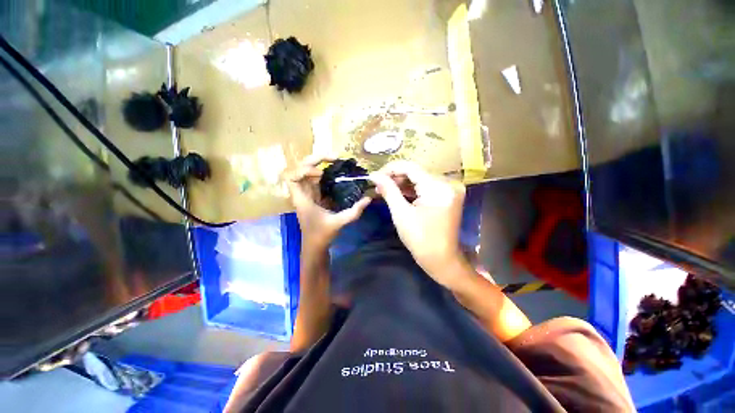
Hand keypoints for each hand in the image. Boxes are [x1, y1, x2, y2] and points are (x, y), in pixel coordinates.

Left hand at [287, 155, 370, 249]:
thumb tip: (368, 198)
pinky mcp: (314, 196)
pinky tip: (337, 172)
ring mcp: (308, 193)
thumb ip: (354, 211)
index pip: (291, 177)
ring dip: (320, 164)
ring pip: (308, 172)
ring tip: (337, 161)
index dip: (303, 170)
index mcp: (302, 199)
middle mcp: (302, 193)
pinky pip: (317, 179)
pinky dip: (325, 173)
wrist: (315, 246)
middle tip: (334, 157)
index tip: (321, 174)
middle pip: (300, 168)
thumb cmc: (321, 235)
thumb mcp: (338, 223)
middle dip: (315, 159)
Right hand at [369, 161, 467, 286]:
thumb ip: (388, 190)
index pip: (411, 167)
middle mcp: (448, 183)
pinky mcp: (446, 195)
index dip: (390, 169)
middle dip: (395, 177)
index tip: (374, 176)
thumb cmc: (420, 240)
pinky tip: (397, 193)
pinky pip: (425, 187)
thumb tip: (374, 175)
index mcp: (438, 187)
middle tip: (377, 185)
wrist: (441, 260)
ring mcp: (449, 189)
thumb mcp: (401, 213)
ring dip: (401, 183)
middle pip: (416, 172)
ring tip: (383, 189)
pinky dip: (411, 189)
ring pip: (419, 179)